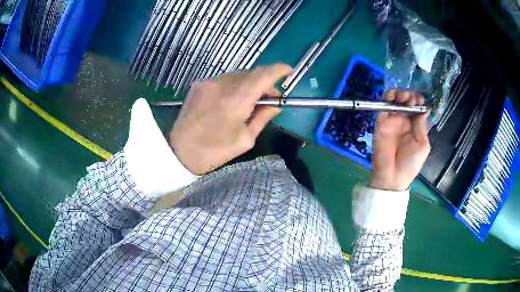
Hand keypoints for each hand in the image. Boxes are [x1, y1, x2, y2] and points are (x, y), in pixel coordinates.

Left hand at [169, 64, 291, 174]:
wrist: (180, 151)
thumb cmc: (215, 151)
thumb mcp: (246, 139)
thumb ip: (263, 116)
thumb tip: (277, 102)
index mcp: (236, 100)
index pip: (263, 75)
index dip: (278, 70)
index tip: (288, 71)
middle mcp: (222, 85)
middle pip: (252, 73)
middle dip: (264, 82)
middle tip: (268, 98)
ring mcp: (208, 82)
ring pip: (237, 75)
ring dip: (248, 84)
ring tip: (248, 101)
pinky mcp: (199, 84)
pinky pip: (223, 80)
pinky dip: (233, 86)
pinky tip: (229, 101)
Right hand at [370, 89, 430, 190]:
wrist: (393, 177)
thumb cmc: (411, 164)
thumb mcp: (423, 145)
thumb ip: (422, 126)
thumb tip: (424, 109)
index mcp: (415, 126)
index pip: (416, 108)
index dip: (419, 101)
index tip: (420, 100)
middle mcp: (404, 121)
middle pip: (406, 101)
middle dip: (410, 95)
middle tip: (411, 100)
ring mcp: (392, 121)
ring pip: (394, 100)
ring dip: (399, 93)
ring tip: (403, 97)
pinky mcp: (381, 122)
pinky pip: (383, 106)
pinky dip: (387, 97)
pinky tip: (393, 95)